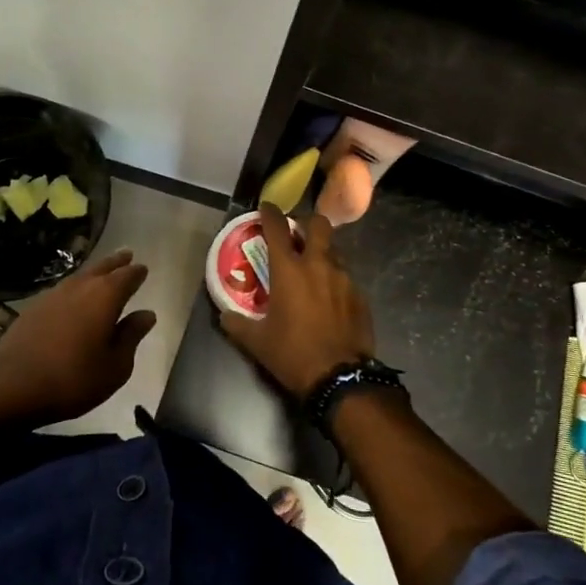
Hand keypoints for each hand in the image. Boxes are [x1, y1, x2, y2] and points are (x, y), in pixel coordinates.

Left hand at [0, 248, 155, 426]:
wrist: (10, 386)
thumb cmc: (73, 378)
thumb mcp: (115, 366)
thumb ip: (131, 336)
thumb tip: (146, 314)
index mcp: (106, 296)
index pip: (127, 276)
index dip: (137, 273)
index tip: (143, 269)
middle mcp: (81, 286)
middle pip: (103, 267)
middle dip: (117, 262)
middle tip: (127, 254)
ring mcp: (54, 294)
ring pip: (81, 275)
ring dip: (95, 271)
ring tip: (103, 271)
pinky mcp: (34, 307)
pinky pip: (63, 289)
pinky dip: (75, 287)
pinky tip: (74, 296)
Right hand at [219, 205, 374, 401]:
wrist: (341, 377)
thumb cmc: (293, 354)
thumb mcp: (257, 342)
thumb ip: (237, 323)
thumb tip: (224, 314)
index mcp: (290, 271)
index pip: (277, 228)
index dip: (270, 213)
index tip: (266, 207)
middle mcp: (319, 265)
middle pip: (318, 225)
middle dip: (307, 223)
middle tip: (297, 234)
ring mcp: (345, 279)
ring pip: (334, 251)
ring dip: (322, 252)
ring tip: (313, 269)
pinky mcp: (361, 296)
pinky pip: (346, 277)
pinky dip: (335, 280)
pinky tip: (329, 299)